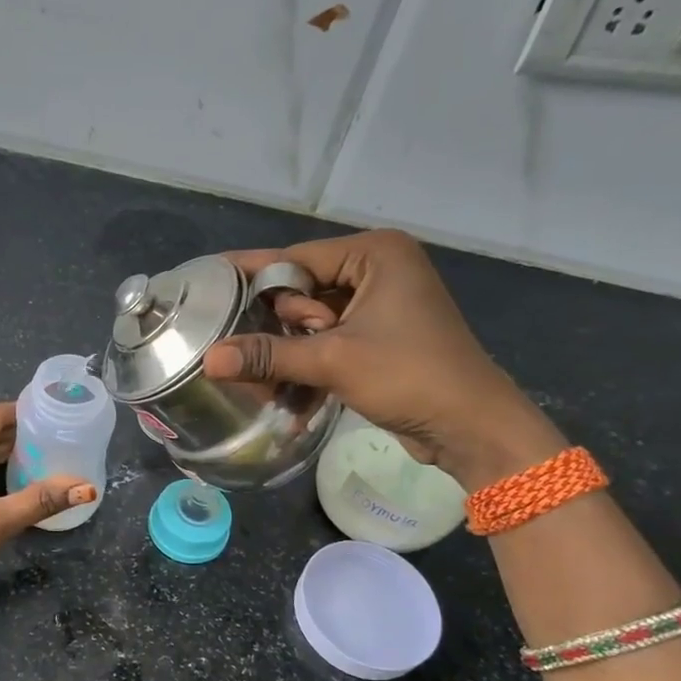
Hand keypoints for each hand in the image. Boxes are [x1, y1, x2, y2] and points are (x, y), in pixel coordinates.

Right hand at [200, 229, 564, 488]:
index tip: (208, 281)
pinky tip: (285, 393)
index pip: (296, 259)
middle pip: (302, 290)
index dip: (252, 275)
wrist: (472, 427)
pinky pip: (329, 341)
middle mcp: (379, 270)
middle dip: (276, 324)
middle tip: (247, 350)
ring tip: (260, 378)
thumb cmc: (409, 376)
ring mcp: (381, 305)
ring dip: (289, 350)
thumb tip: (209, 360)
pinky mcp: (381, 337)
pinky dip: (309, 363)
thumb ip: (268, 355)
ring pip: (312, 320)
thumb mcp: (333, 360)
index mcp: (375, 254)